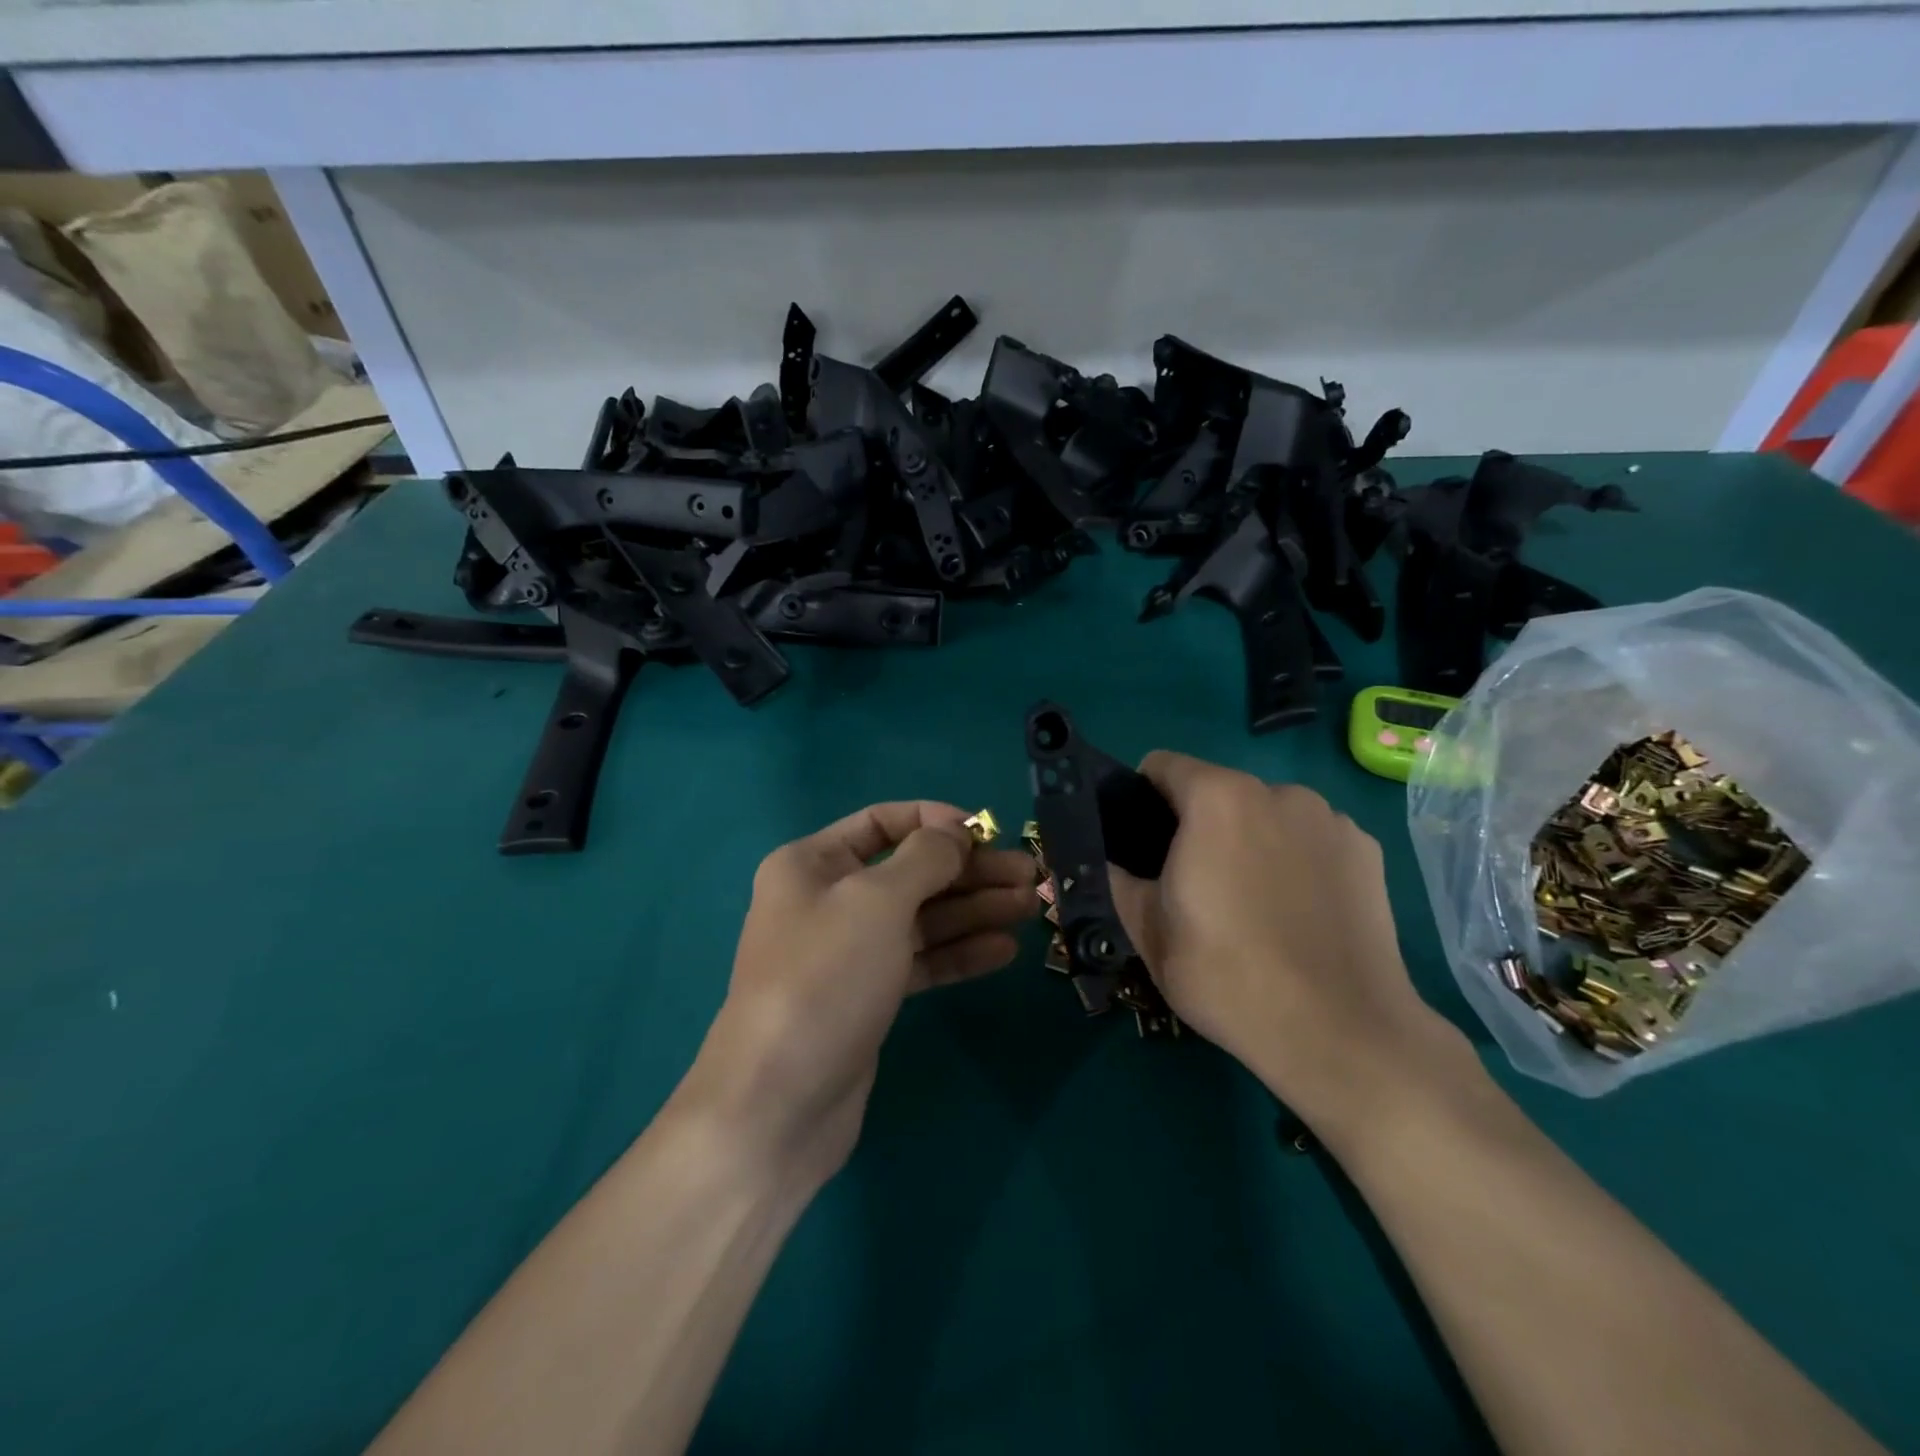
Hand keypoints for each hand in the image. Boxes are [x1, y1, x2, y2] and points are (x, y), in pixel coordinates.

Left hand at [679, 802, 1038, 1188]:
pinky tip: (1004, 950)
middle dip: (969, 872)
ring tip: (1029, 907)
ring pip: (921, 918)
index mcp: (813, 864)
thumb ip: (925, 858)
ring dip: (974, 910)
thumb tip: (956, 833)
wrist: (779, 1103)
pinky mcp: (867, 996)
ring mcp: (849, 952)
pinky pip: (919, 960)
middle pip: (910, 871)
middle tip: (1029, 876)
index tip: (986, 833)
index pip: (882, 822)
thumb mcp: (877, 901)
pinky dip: (959, 953)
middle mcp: (828, 900)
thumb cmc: (825, 978)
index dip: (936, 822)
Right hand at [1109, 752, 1452, 1127]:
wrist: (1340, 1032)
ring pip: (1266, 814)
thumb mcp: (1146, 930)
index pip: (1162, 765)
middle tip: (1195, 887)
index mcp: (1217, 798)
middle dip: (1198, 824)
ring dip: (1250, 839)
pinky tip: (1300, 913)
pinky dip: (1297, 859)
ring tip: (1254, 905)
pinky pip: (1311, 838)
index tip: (1143, 844)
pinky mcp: (1367, 850)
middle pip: (1218, 790)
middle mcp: (1277, 791)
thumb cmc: (1227, 975)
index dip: (1141, 797)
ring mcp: (1329, 819)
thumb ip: (1116, 878)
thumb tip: (1106, 858)